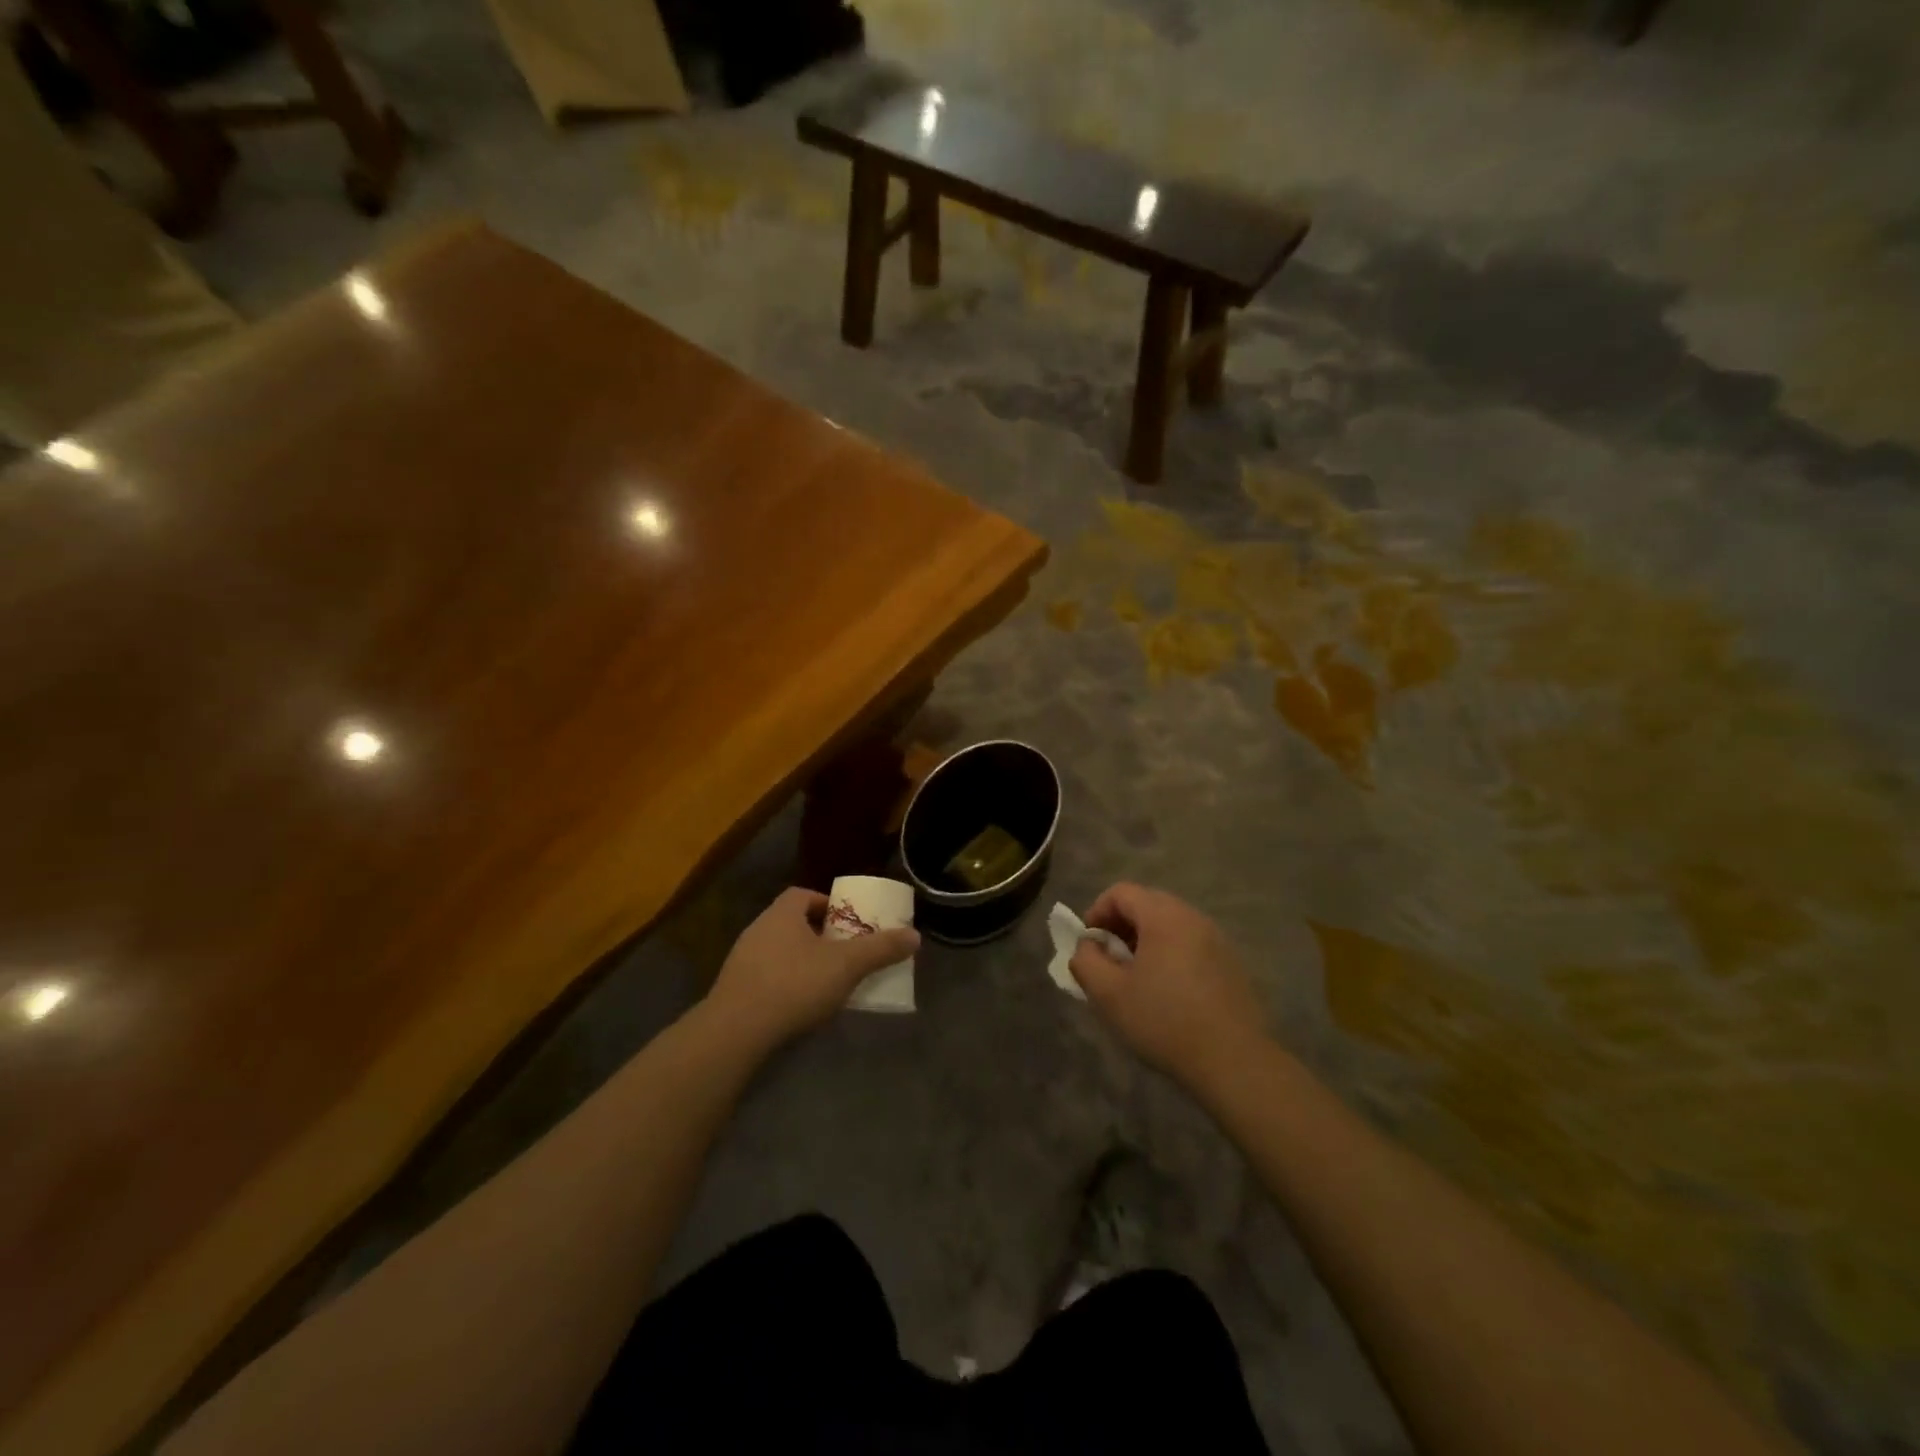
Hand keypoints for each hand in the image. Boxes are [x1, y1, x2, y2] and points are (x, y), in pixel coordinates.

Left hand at [703, 888, 920, 1050]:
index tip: (847, 923)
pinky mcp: (734, 990)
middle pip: (792, 922)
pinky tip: (799, 1005)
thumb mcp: (846, 966)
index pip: (803, 894)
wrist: (735, 1031)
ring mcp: (741, 960)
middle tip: (843, 952)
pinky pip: (765, 976)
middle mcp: (758, 929)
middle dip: (818, 935)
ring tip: (825, 981)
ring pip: (778, 951)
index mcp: (782, 913)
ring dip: (801, 960)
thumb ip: (880, 949)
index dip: (827, 904)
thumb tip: (915, 936)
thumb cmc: (794, 985)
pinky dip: (784, 984)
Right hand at [1069, 883, 1267, 1085]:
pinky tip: (1166, 992)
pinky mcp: (1230, 964)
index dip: (1096, 912)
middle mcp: (1192, 918)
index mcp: (1163, 916)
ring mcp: (1216, 940)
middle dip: (1120, 926)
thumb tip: (1087, 947)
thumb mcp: (1108, 994)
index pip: (1121, 892)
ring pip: (1169, 925)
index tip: (1088, 945)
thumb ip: (1086, 961)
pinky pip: (1190, 944)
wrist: (1234, 1061)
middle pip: (1147, 904)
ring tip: (1135, 978)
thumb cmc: (1164, 1021)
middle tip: (1108, 960)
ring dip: (1145, 942)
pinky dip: (1169, 955)